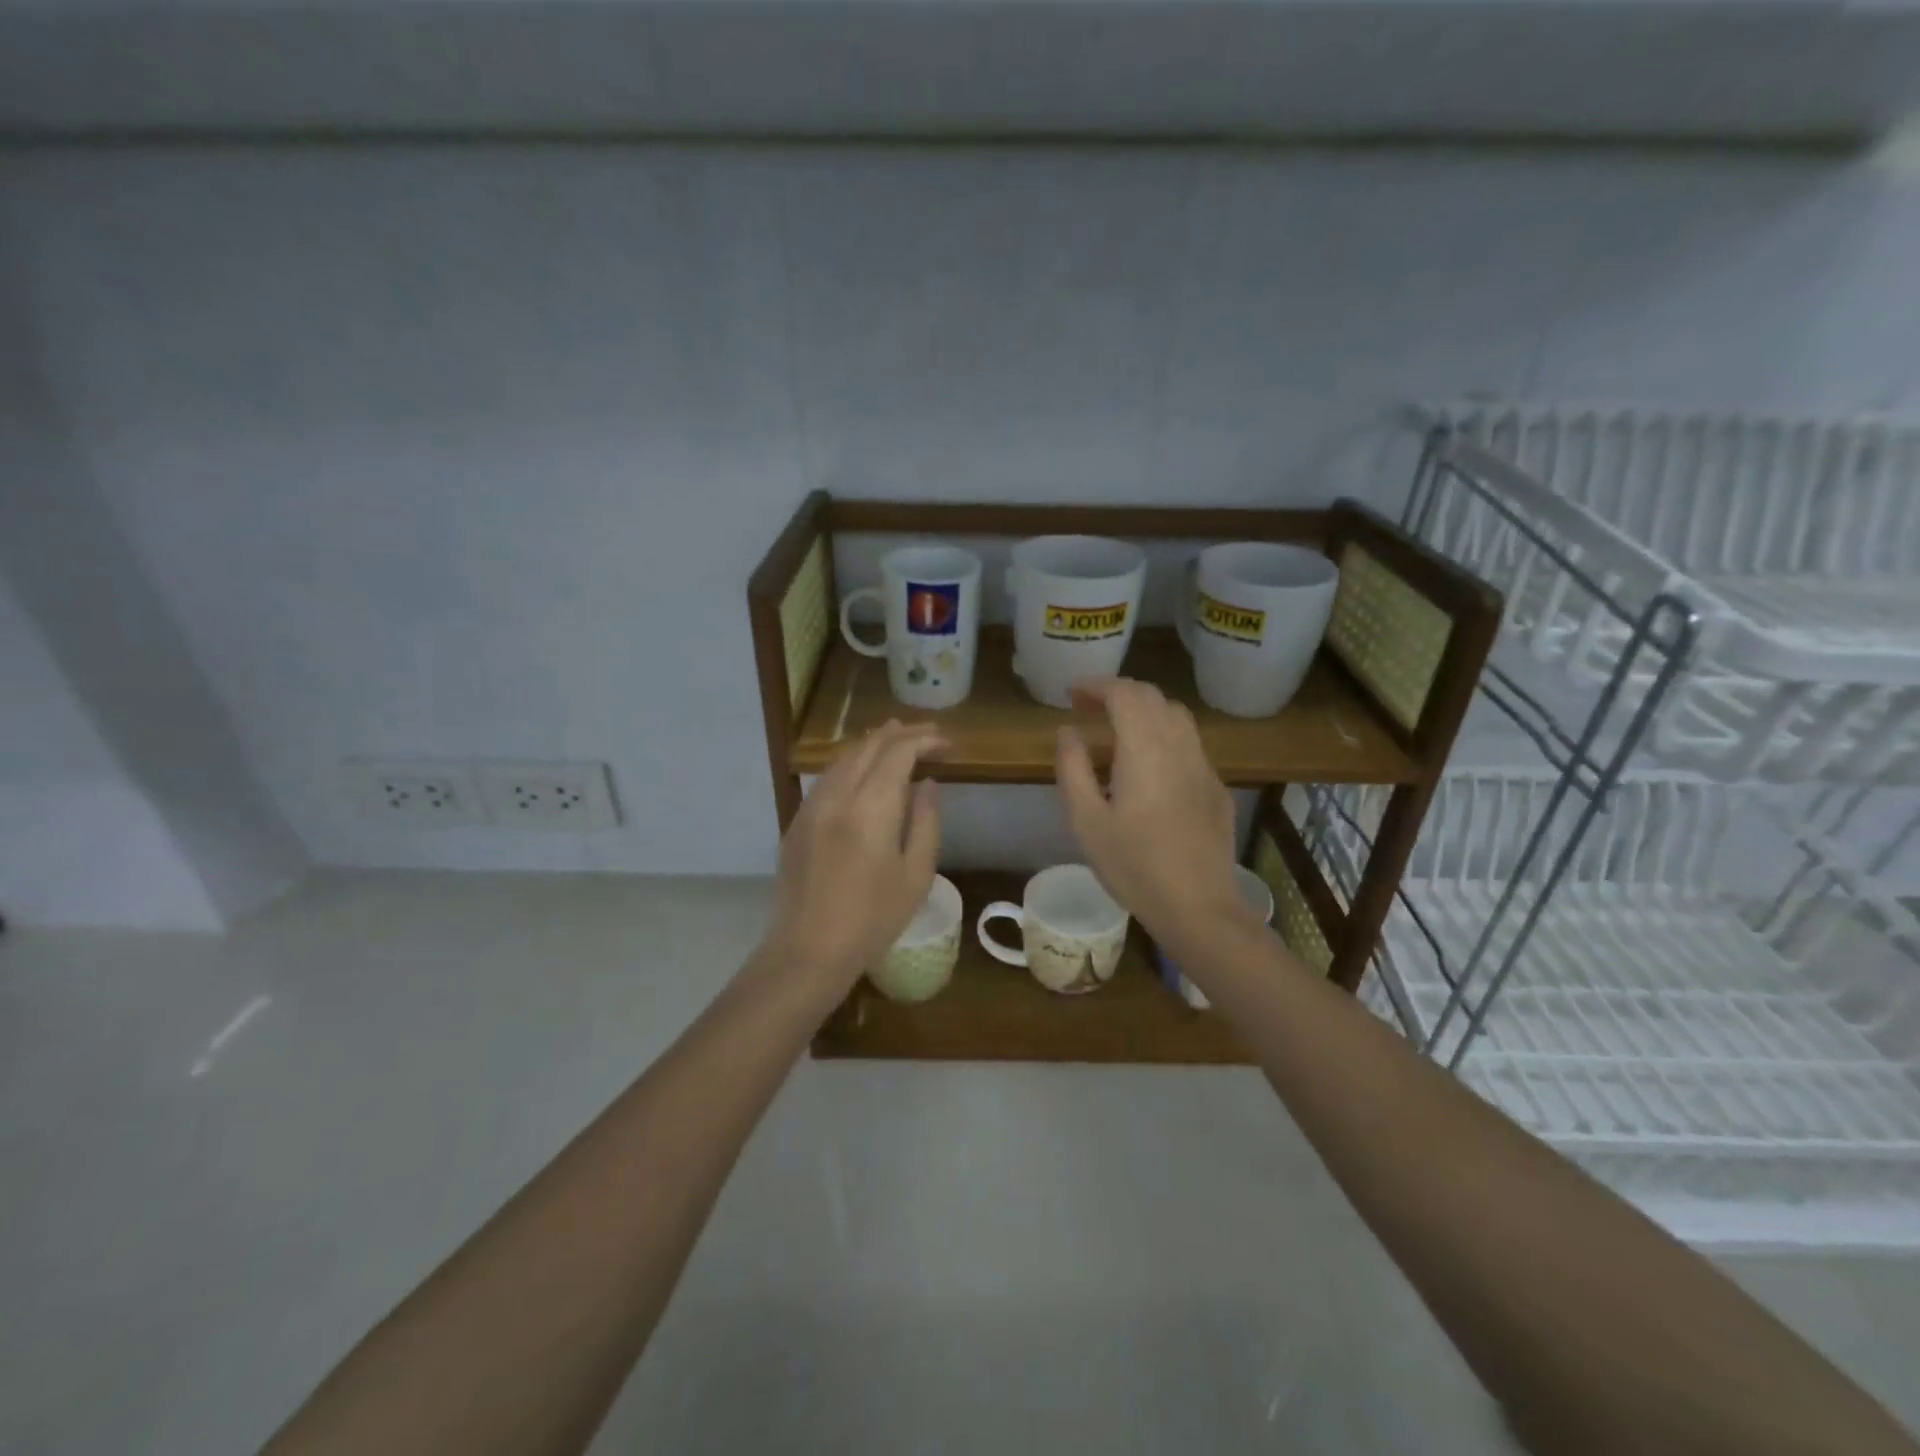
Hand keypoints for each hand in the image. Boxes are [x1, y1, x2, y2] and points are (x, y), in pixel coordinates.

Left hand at [761, 720, 945, 1001]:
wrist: (808, 949)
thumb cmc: (873, 918)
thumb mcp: (916, 874)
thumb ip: (925, 822)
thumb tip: (927, 784)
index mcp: (871, 807)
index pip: (899, 752)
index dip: (925, 740)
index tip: (947, 745)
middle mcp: (838, 795)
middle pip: (869, 745)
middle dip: (902, 734)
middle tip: (929, 736)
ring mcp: (812, 805)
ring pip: (845, 757)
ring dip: (874, 744)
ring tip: (900, 744)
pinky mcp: (798, 820)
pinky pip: (828, 776)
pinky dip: (852, 763)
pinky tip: (865, 773)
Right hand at [1055, 679, 1246, 944]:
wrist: (1198, 906)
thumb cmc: (1133, 865)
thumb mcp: (1086, 820)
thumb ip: (1073, 768)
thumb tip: (1069, 731)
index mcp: (1145, 749)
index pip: (1124, 694)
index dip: (1096, 685)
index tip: (1071, 694)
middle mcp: (1180, 746)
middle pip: (1152, 697)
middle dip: (1118, 693)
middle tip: (1087, 709)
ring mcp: (1204, 766)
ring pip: (1176, 716)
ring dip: (1144, 711)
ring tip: (1116, 732)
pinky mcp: (1216, 787)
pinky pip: (1189, 744)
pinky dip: (1162, 736)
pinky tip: (1147, 767)